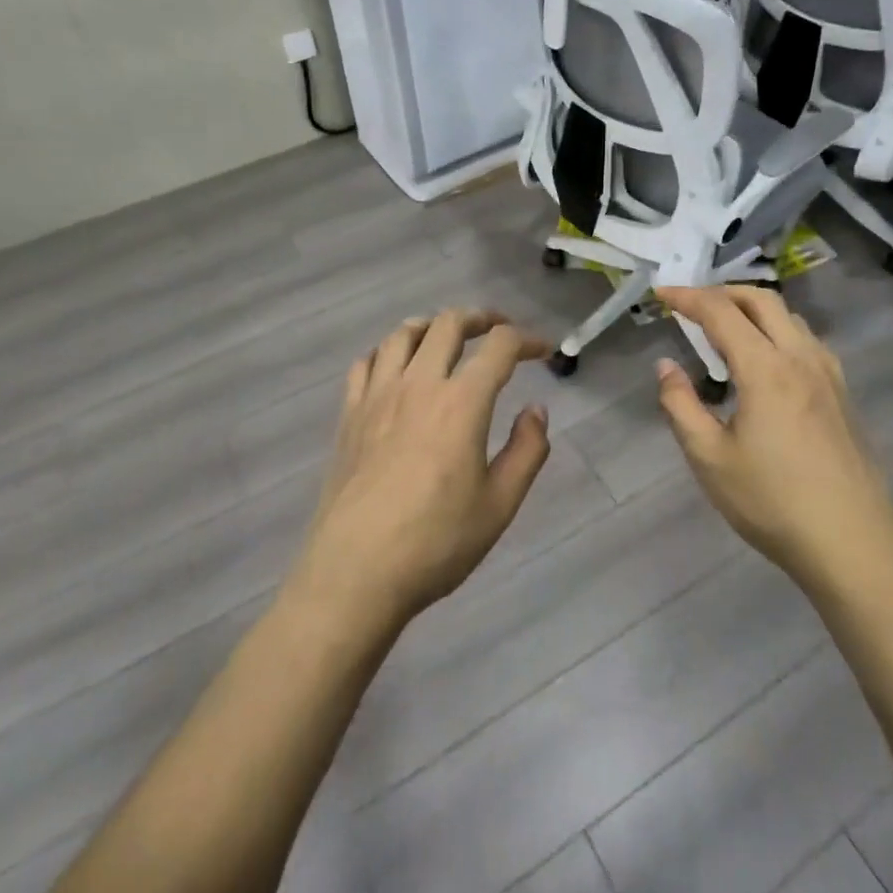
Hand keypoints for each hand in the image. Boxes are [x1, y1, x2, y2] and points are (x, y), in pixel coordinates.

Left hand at [290, 310, 552, 634]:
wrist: (355, 574)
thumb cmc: (435, 543)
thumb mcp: (499, 505)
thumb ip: (527, 450)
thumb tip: (535, 410)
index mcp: (461, 402)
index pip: (499, 346)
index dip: (526, 340)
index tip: (543, 350)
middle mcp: (418, 384)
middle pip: (448, 324)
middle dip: (481, 318)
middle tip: (498, 330)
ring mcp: (377, 396)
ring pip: (403, 334)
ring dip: (432, 326)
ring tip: (447, 338)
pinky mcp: (349, 415)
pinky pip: (365, 363)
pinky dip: (387, 352)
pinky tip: (395, 367)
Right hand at [655, 286, 892, 595]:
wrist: (852, 543)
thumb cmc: (772, 502)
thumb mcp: (709, 458)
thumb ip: (680, 405)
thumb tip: (666, 366)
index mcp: (765, 368)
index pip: (720, 312)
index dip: (687, 297)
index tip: (660, 292)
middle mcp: (800, 358)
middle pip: (761, 300)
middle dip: (721, 292)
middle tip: (691, 304)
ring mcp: (828, 374)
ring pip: (789, 317)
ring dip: (752, 308)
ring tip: (725, 327)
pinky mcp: (842, 393)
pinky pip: (806, 340)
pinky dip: (777, 329)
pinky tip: (766, 359)